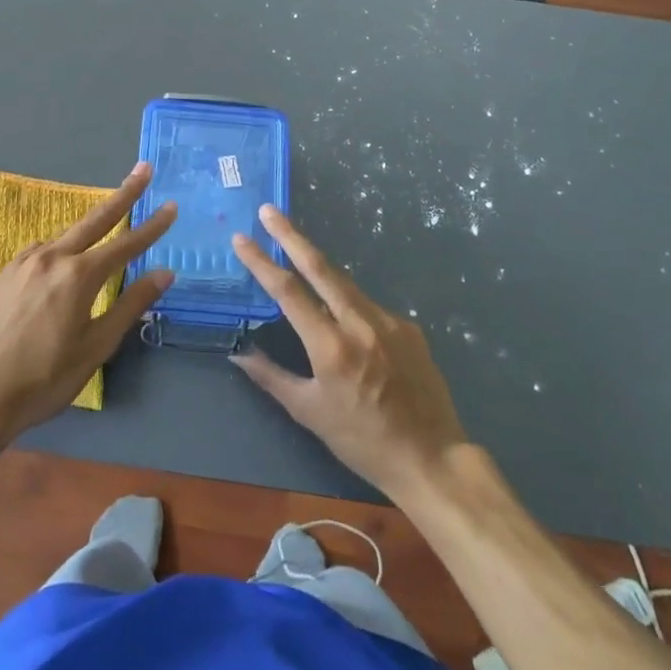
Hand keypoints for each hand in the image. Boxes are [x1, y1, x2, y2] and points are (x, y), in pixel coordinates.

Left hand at [0, 164, 175, 451]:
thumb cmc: (43, 380)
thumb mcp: (95, 348)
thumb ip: (129, 306)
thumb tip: (164, 273)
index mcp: (78, 276)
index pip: (126, 244)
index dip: (152, 226)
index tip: (172, 206)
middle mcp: (51, 257)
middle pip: (95, 218)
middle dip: (123, 194)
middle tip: (143, 169)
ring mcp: (22, 263)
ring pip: (64, 237)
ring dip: (88, 230)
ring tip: (103, 234)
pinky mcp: (2, 274)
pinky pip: (39, 253)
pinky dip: (58, 251)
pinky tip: (58, 266)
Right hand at [229, 205, 471, 498]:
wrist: (433, 458)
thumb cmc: (363, 441)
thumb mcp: (310, 413)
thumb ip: (272, 377)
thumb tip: (238, 354)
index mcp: (331, 346)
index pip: (288, 292)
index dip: (262, 262)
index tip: (242, 239)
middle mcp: (360, 323)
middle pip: (320, 267)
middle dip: (291, 235)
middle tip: (269, 210)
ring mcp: (389, 320)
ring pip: (345, 284)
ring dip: (319, 269)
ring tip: (298, 256)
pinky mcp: (408, 327)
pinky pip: (369, 307)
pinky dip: (350, 305)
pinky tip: (349, 327)